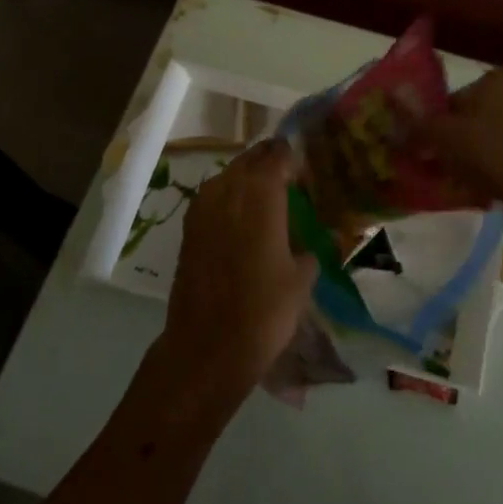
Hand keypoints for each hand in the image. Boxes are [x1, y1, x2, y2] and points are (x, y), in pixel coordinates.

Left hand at [154, 140, 317, 404]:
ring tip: (270, 201)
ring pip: (229, 175)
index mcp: (260, 194)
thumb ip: (309, 249)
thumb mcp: (302, 279)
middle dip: (271, 164)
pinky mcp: (189, 227)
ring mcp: (202, 207)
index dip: (294, 158)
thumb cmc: (264, 311)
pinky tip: (245, 222)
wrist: (206, 348)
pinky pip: (214, 197)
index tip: (308, 171)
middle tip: (292, 181)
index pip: (278, 155)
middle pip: (250, 159)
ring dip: (249, 180)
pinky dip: (231, 199)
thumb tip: (313, 243)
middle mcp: (228, 190)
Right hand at [422, 66, 502, 225]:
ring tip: (481, 185)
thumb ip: (416, 123)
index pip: (462, 97)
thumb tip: (394, 108)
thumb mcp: (440, 138)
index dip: (444, 126)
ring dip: (496, 154)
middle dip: (472, 139)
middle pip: (489, 115)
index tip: (438, 151)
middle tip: (457, 169)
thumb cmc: (490, 153)